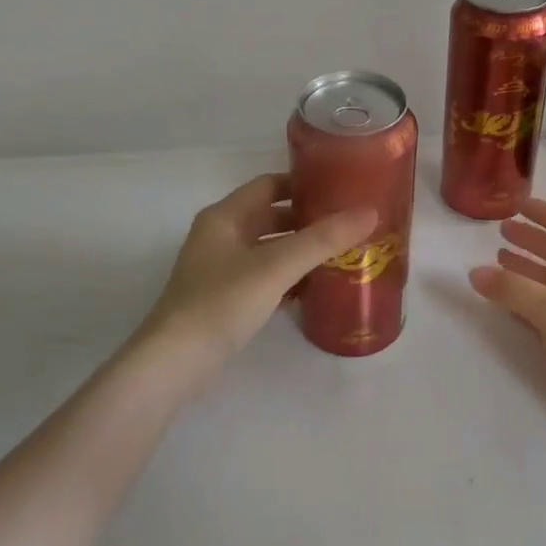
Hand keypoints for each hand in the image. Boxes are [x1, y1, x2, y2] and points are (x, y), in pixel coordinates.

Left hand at [145, 173, 376, 363]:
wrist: (175, 361)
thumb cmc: (222, 302)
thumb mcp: (276, 266)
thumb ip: (323, 239)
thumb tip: (370, 211)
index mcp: (225, 216)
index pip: (269, 184)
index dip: (304, 183)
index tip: (341, 189)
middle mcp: (220, 236)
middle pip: (271, 216)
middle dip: (308, 219)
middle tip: (349, 224)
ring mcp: (221, 270)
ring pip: (269, 249)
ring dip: (300, 250)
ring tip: (342, 254)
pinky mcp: (225, 299)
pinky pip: (264, 278)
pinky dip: (289, 278)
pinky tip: (316, 288)